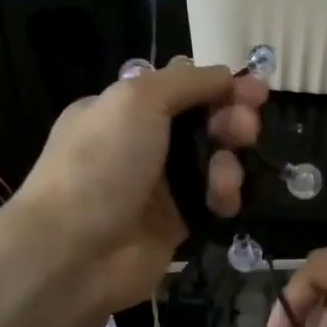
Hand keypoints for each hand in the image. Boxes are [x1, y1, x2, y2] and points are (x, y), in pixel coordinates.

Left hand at [14, 60, 265, 321]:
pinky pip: (213, 199)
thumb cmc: (101, 164)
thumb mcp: (137, 100)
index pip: (182, 87)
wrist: (72, 251)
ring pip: (214, 160)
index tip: (254, 91)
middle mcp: (142, 143)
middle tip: (247, 128)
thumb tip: (226, 74)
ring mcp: (160, 185)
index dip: (219, 86)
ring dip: (229, 160)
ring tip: (227, 173)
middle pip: (203, 121)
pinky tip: (223, 200)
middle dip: (232, 119)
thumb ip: (187, 81)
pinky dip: (223, 196)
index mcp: (124, 109)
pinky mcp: (177, 223)